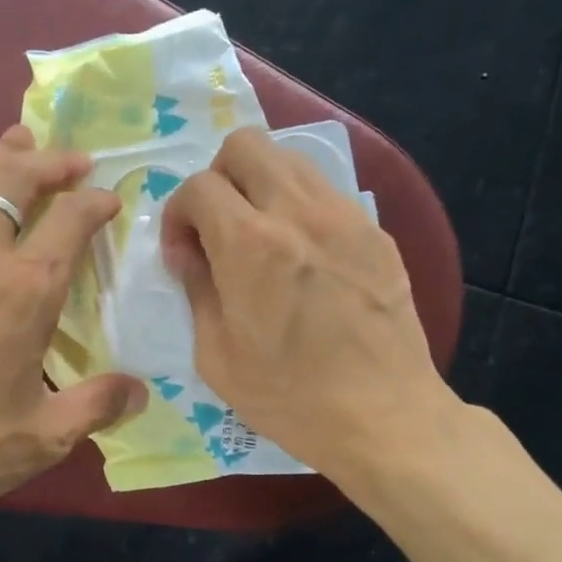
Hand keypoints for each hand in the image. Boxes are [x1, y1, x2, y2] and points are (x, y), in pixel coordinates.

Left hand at [0, 125, 146, 532]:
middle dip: (47, 160)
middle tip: (70, 159)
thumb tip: (140, 393)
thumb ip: (97, 405)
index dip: (95, 200)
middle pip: (12, 177)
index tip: (108, 197)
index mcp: (23, 290)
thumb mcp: (42, 437)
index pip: (71, 218)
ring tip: (15, 148)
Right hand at [162, 127, 452, 480]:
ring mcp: (344, 216)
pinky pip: (325, 192)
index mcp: (250, 243)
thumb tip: (190, 253)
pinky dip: (299, 206)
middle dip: (218, 177)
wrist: (383, 416)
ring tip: (260, 236)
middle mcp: (298, 211)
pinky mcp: (375, 231)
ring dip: (260, 185)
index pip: (198, 186)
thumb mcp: (216, 354)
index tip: (185, 255)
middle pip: (245, 144)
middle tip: (219, 227)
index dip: (179, 216)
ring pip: (289, 159)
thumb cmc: (289, 396)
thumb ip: (196, 288)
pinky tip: (303, 255)